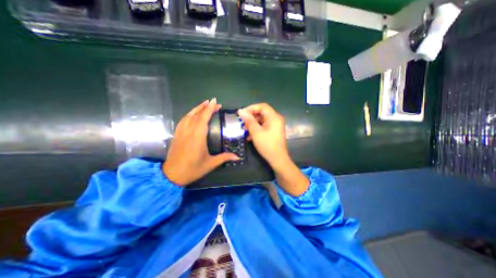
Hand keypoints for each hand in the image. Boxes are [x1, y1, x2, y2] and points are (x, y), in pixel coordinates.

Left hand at [163, 99, 239, 185]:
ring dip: (197, 108)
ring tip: (204, 104)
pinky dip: (189, 114)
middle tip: (214, 102)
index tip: (215, 101)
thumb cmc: (193, 169)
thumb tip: (238, 157)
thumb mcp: (210, 164)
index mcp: (198, 137)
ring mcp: (181, 132)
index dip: (209, 109)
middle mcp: (188, 131)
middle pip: (197, 115)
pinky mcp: (177, 135)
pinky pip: (183, 120)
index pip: (203, 118)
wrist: (172, 175)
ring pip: (188, 116)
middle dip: (205, 107)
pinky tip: (193, 114)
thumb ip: (224, 157)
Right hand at [237, 103, 288, 170]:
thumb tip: (240, 111)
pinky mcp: (274, 131)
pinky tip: (250, 136)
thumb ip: (248, 120)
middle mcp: (276, 119)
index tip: (242, 114)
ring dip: (252, 124)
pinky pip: (264, 126)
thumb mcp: (256, 132)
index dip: (251, 108)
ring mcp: (276, 125)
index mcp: (274, 117)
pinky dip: (257, 129)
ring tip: (244, 130)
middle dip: (251, 117)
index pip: (262, 106)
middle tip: (242, 123)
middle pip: (262, 113)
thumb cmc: (267, 145)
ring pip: (262, 120)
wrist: (278, 159)